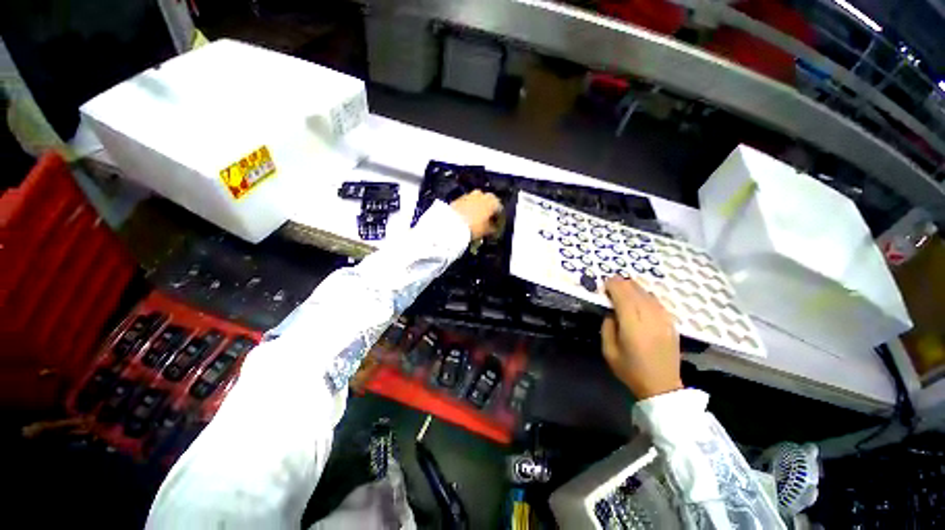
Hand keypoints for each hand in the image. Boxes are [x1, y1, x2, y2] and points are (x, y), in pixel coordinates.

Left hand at [450, 190, 502, 240]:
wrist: (452, 223)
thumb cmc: (474, 227)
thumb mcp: (486, 230)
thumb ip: (492, 228)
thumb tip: (494, 227)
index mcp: (492, 200)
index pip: (500, 208)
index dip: (499, 218)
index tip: (497, 225)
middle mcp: (482, 194)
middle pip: (488, 202)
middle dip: (488, 210)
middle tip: (487, 221)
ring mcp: (469, 194)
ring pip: (477, 201)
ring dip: (478, 208)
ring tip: (476, 219)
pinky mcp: (459, 197)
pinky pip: (468, 203)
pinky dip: (469, 208)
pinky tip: (468, 217)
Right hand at [601, 277, 682, 399]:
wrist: (662, 387)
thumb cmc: (630, 370)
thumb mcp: (609, 351)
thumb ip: (607, 327)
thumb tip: (611, 312)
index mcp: (633, 327)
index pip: (624, 298)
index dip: (614, 286)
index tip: (605, 282)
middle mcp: (650, 320)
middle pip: (637, 293)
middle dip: (623, 284)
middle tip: (611, 281)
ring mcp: (664, 321)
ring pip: (649, 295)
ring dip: (635, 287)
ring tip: (624, 286)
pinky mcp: (671, 324)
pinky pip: (658, 302)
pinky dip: (647, 295)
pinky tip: (640, 296)